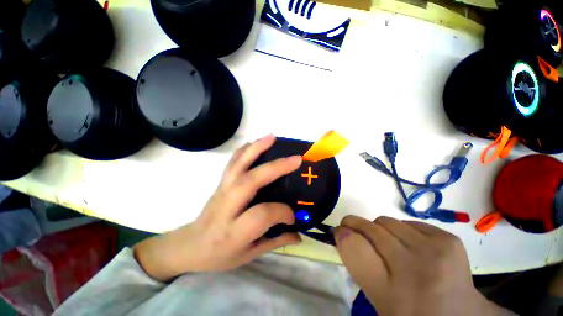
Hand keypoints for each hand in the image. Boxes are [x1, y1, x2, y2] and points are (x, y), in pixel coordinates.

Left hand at [134, 135, 302, 280]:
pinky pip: (232, 162)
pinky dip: (244, 149)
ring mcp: (222, 189)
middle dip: (275, 168)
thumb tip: (300, 234)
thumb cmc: (220, 255)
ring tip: (273, 137)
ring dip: (257, 149)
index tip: (292, 215)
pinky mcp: (220, 182)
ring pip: (239, 165)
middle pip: (250, 181)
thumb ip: (276, 242)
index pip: (262, 214)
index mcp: (234, 231)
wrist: (190, 245)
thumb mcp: (249, 255)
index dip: (282, 212)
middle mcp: (227, 206)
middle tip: (296, 159)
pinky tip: (255, 143)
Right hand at [335, 216, 505, 315]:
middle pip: (369, 229)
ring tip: (388, 243)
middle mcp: (412, 270)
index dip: (342, 234)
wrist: (462, 315)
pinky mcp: (449, 240)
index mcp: (390, 295)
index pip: (353, 247)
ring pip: (386, 221)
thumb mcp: (377, 300)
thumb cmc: (413, 313)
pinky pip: (408, 222)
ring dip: (380, 229)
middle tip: (354, 228)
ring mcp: (434, 252)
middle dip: (355, 224)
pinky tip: (411, 246)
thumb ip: (358, 266)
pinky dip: (403, 231)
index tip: (339, 232)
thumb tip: (344, 235)